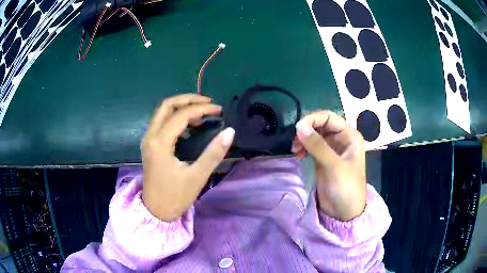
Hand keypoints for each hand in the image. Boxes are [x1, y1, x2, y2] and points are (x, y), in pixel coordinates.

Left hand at [141, 94, 234, 221]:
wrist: (155, 212)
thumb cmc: (175, 196)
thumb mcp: (197, 176)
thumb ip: (214, 153)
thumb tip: (230, 131)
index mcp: (160, 142)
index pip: (181, 115)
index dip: (201, 109)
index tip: (219, 110)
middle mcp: (150, 136)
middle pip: (166, 106)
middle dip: (188, 100)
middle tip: (207, 103)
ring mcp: (147, 140)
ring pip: (162, 113)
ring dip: (181, 108)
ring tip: (201, 114)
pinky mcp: (149, 145)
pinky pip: (161, 123)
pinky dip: (175, 118)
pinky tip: (189, 127)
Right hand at [293, 111, 365, 220]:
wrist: (344, 211)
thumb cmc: (346, 187)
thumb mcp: (334, 166)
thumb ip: (318, 146)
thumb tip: (299, 126)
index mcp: (349, 135)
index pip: (329, 117)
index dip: (313, 119)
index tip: (297, 128)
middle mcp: (341, 138)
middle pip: (320, 124)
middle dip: (306, 129)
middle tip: (294, 141)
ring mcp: (332, 148)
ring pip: (314, 134)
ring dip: (303, 139)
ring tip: (295, 150)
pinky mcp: (323, 158)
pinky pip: (311, 146)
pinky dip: (303, 147)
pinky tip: (298, 155)